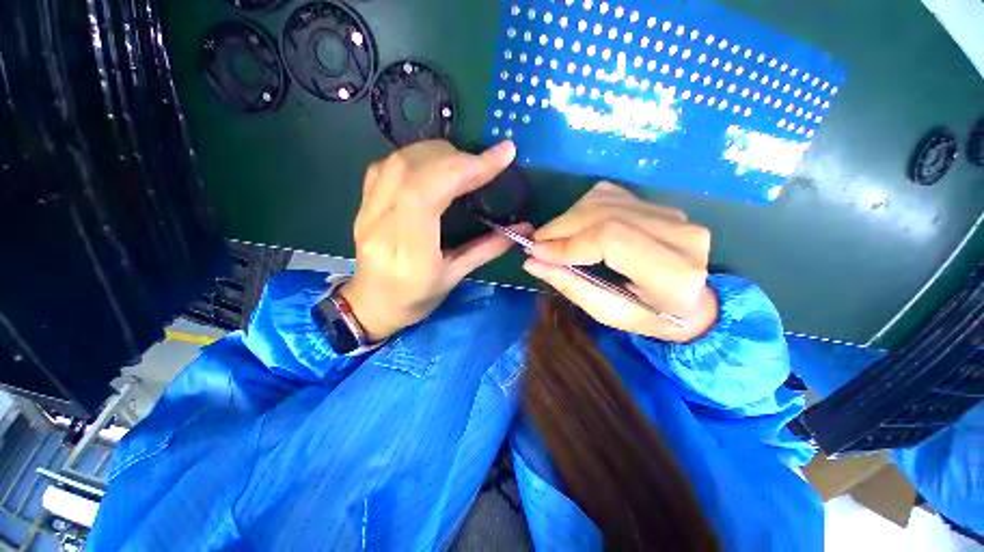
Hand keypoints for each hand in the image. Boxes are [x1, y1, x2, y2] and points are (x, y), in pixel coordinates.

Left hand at [340, 140, 531, 341]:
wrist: (372, 304)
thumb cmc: (416, 299)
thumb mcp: (455, 278)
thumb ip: (488, 248)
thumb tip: (524, 227)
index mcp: (408, 254)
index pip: (426, 195)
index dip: (462, 168)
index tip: (500, 156)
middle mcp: (381, 226)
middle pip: (411, 170)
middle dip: (454, 158)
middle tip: (482, 164)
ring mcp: (366, 212)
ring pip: (396, 162)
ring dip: (435, 153)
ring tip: (461, 162)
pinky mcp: (362, 203)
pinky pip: (385, 166)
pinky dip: (415, 157)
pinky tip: (432, 167)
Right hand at [523, 182, 716, 341]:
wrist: (692, 303)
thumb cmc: (649, 317)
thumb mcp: (607, 312)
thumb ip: (570, 285)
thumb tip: (532, 262)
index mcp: (672, 274)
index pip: (611, 239)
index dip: (568, 243)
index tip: (536, 252)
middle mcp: (679, 236)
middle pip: (604, 215)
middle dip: (561, 228)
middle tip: (537, 244)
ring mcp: (673, 215)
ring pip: (603, 201)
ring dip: (569, 218)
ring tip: (554, 238)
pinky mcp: (661, 205)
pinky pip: (610, 195)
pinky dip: (583, 209)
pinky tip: (577, 227)